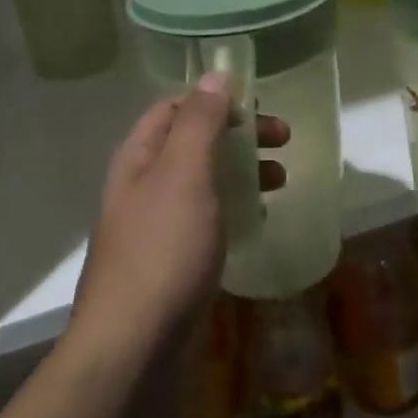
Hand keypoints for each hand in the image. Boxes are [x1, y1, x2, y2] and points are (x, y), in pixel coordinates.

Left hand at [69, 75, 287, 368]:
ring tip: (280, 180)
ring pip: (203, 182)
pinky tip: (258, 221)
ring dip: (241, 171)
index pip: (175, 107)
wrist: (134, 343)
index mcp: (139, 157)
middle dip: (238, 135)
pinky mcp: (171, 260)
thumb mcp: (183, 174)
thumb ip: (199, 122)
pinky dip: (235, 208)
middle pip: (193, 143)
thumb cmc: (163, 250)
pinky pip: (207, 219)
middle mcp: (143, 185)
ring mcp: (156, 225)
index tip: (259, 107)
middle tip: (284, 141)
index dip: (215, 99)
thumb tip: (215, 74)